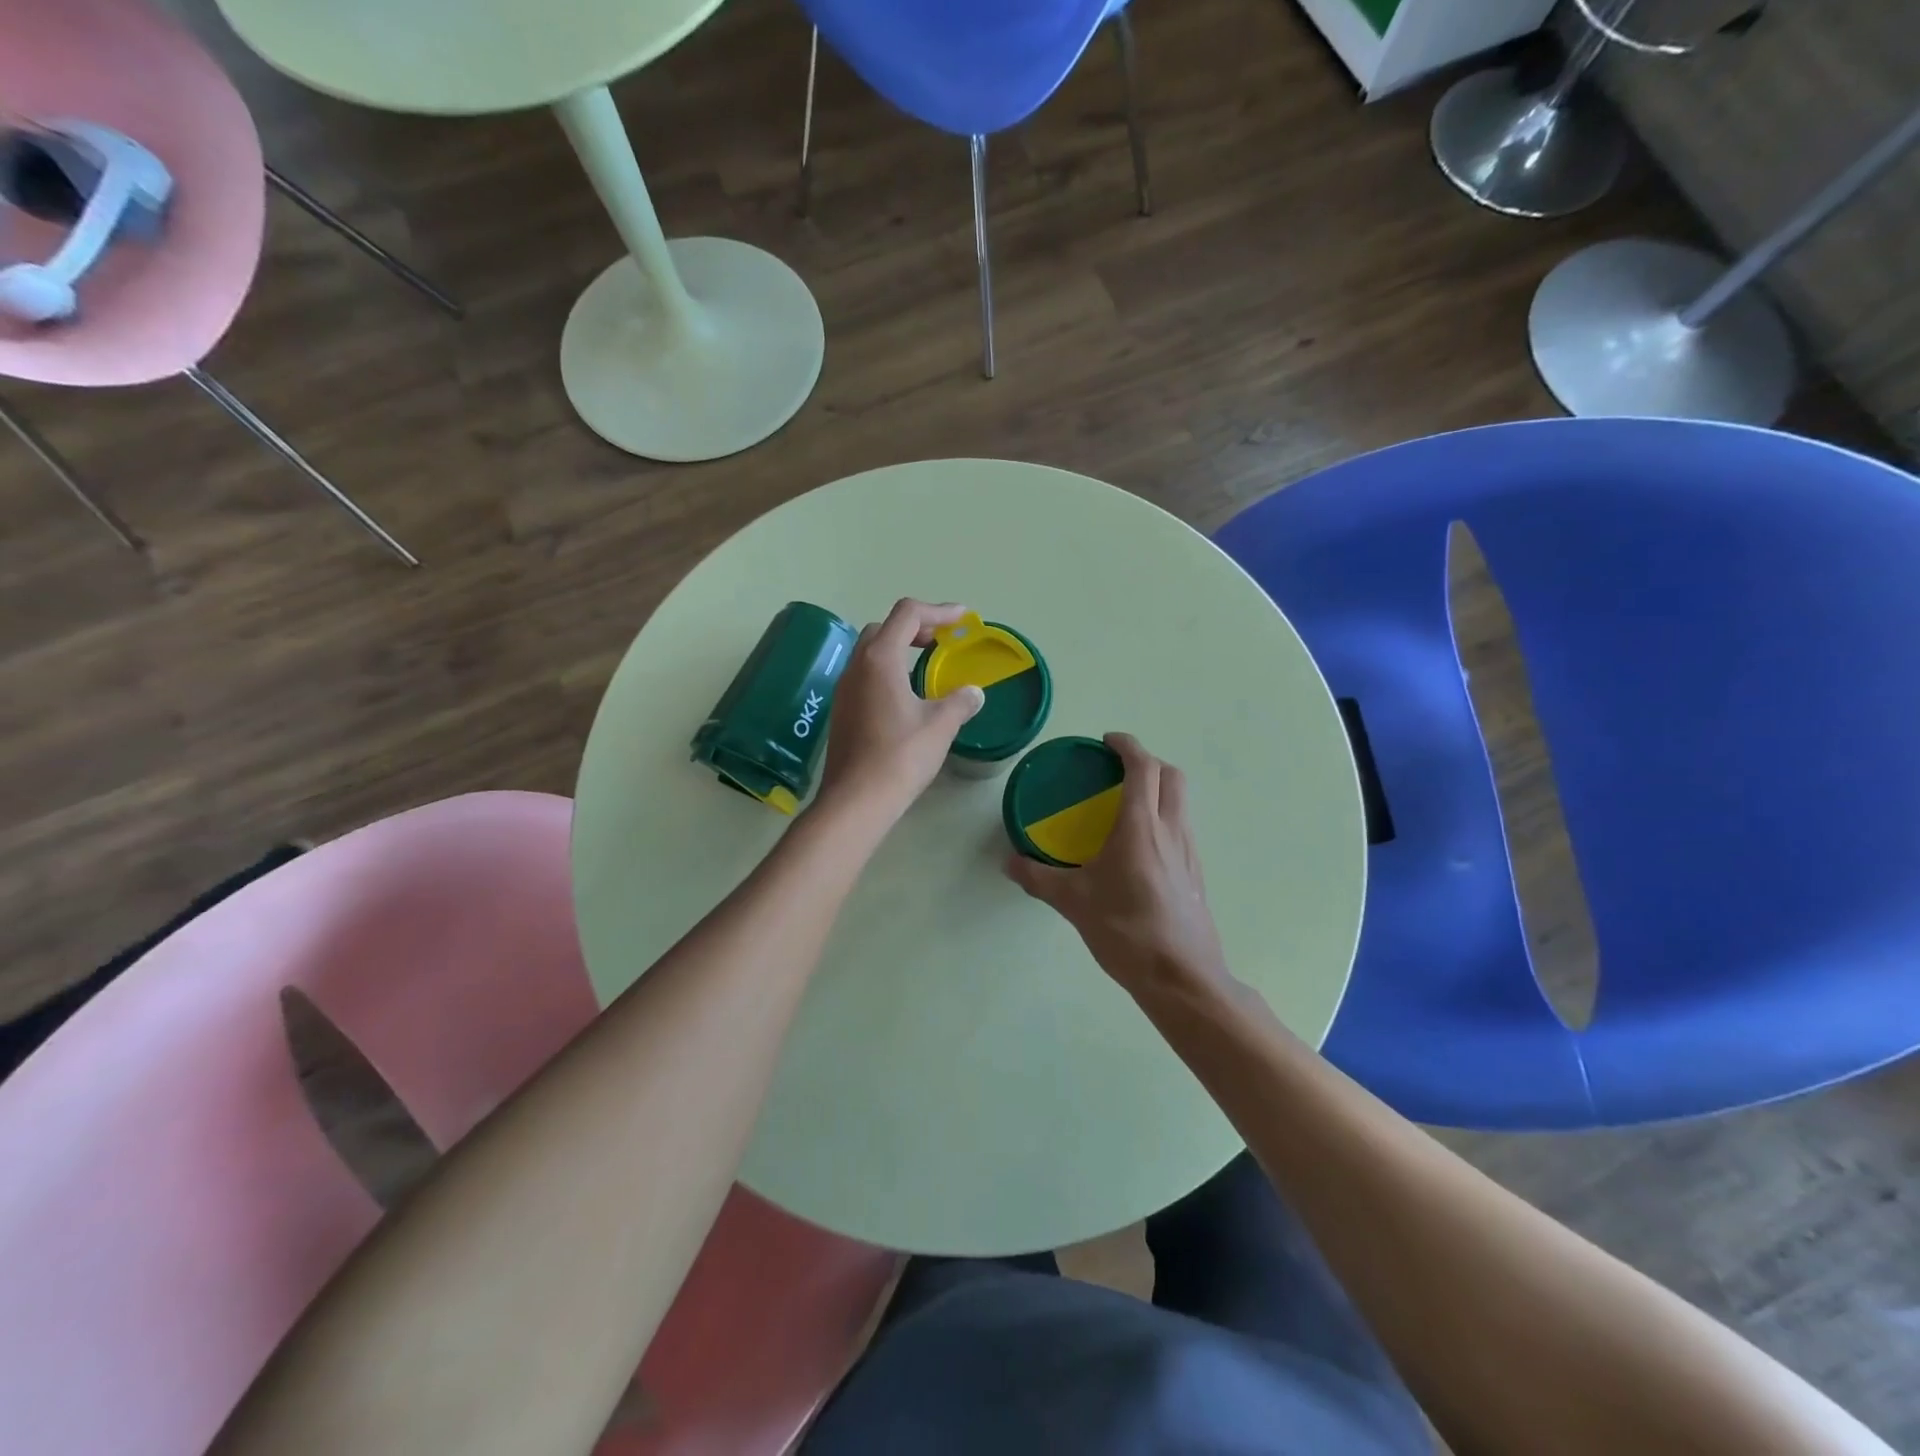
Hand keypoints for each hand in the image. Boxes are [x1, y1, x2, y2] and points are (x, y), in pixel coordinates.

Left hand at [817, 599, 984, 821]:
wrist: (856, 799)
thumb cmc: (900, 756)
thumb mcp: (940, 726)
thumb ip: (960, 702)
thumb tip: (974, 693)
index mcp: (880, 659)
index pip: (907, 614)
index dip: (938, 610)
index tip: (962, 618)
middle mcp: (857, 666)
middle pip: (884, 628)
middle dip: (915, 627)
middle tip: (941, 641)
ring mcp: (844, 689)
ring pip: (871, 652)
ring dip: (899, 649)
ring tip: (926, 664)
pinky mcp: (842, 710)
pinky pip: (865, 675)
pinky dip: (888, 671)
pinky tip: (905, 696)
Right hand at [1006, 733, 1233, 1000]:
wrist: (1181, 977)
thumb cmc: (1126, 930)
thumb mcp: (1074, 902)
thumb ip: (1038, 878)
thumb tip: (1009, 862)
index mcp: (1141, 826)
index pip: (1143, 767)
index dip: (1127, 745)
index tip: (1106, 742)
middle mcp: (1171, 829)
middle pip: (1171, 776)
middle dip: (1147, 762)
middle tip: (1118, 771)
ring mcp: (1189, 852)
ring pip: (1181, 802)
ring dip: (1158, 790)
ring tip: (1126, 806)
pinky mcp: (1196, 874)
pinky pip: (1182, 829)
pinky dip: (1163, 819)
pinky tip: (1139, 849)